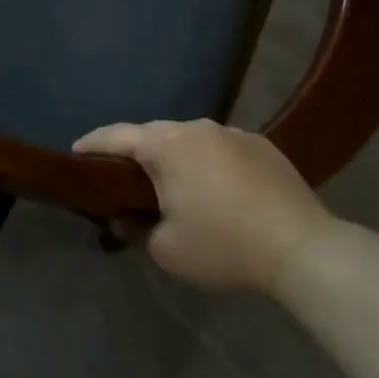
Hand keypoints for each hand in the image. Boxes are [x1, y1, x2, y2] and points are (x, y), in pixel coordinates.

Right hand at [74, 120, 331, 293]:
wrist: (303, 249)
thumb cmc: (224, 246)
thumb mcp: (167, 250)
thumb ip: (134, 229)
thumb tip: (121, 217)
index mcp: (165, 146)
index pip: (116, 136)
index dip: (92, 143)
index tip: (76, 152)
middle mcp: (195, 128)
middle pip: (153, 133)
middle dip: (134, 150)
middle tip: (123, 174)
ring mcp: (232, 132)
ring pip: (189, 137)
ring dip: (174, 155)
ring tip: (172, 181)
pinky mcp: (262, 144)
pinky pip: (221, 146)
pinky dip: (208, 161)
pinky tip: (216, 186)